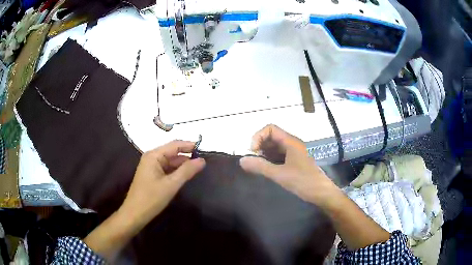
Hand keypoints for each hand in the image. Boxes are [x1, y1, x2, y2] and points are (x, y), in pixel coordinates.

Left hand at [84, 140, 204, 259]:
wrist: (135, 214)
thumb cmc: (151, 198)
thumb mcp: (171, 185)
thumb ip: (186, 171)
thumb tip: (202, 160)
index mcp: (154, 155)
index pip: (175, 145)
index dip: (190, 145)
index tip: (205, 149)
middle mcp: (152, 157)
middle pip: (172, 152)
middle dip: (187, 156)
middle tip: (204, 161)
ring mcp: (151, 167)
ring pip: (170, 162)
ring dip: (183, 165)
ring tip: (199, 168)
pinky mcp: (152, 175)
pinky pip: (167, 169)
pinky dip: (176, 171)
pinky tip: (186, 176)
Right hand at [239, 124, 339, 205]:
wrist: (322, 193)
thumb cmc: (303, 182)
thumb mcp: (280, 175)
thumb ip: (260, 167)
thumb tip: (242, 160)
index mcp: (291, 142)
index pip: (270, 129)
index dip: (258, 137)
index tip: (253, 152)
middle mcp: (292, 144)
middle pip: (272, 137)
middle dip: (260, 145)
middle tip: (254, 160)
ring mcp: (294, 153)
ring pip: (275, 147)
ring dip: (264, 153)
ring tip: (258, 166)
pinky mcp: (295, 162)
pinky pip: (279, 155)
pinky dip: (270, 159)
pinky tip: (267, 169)